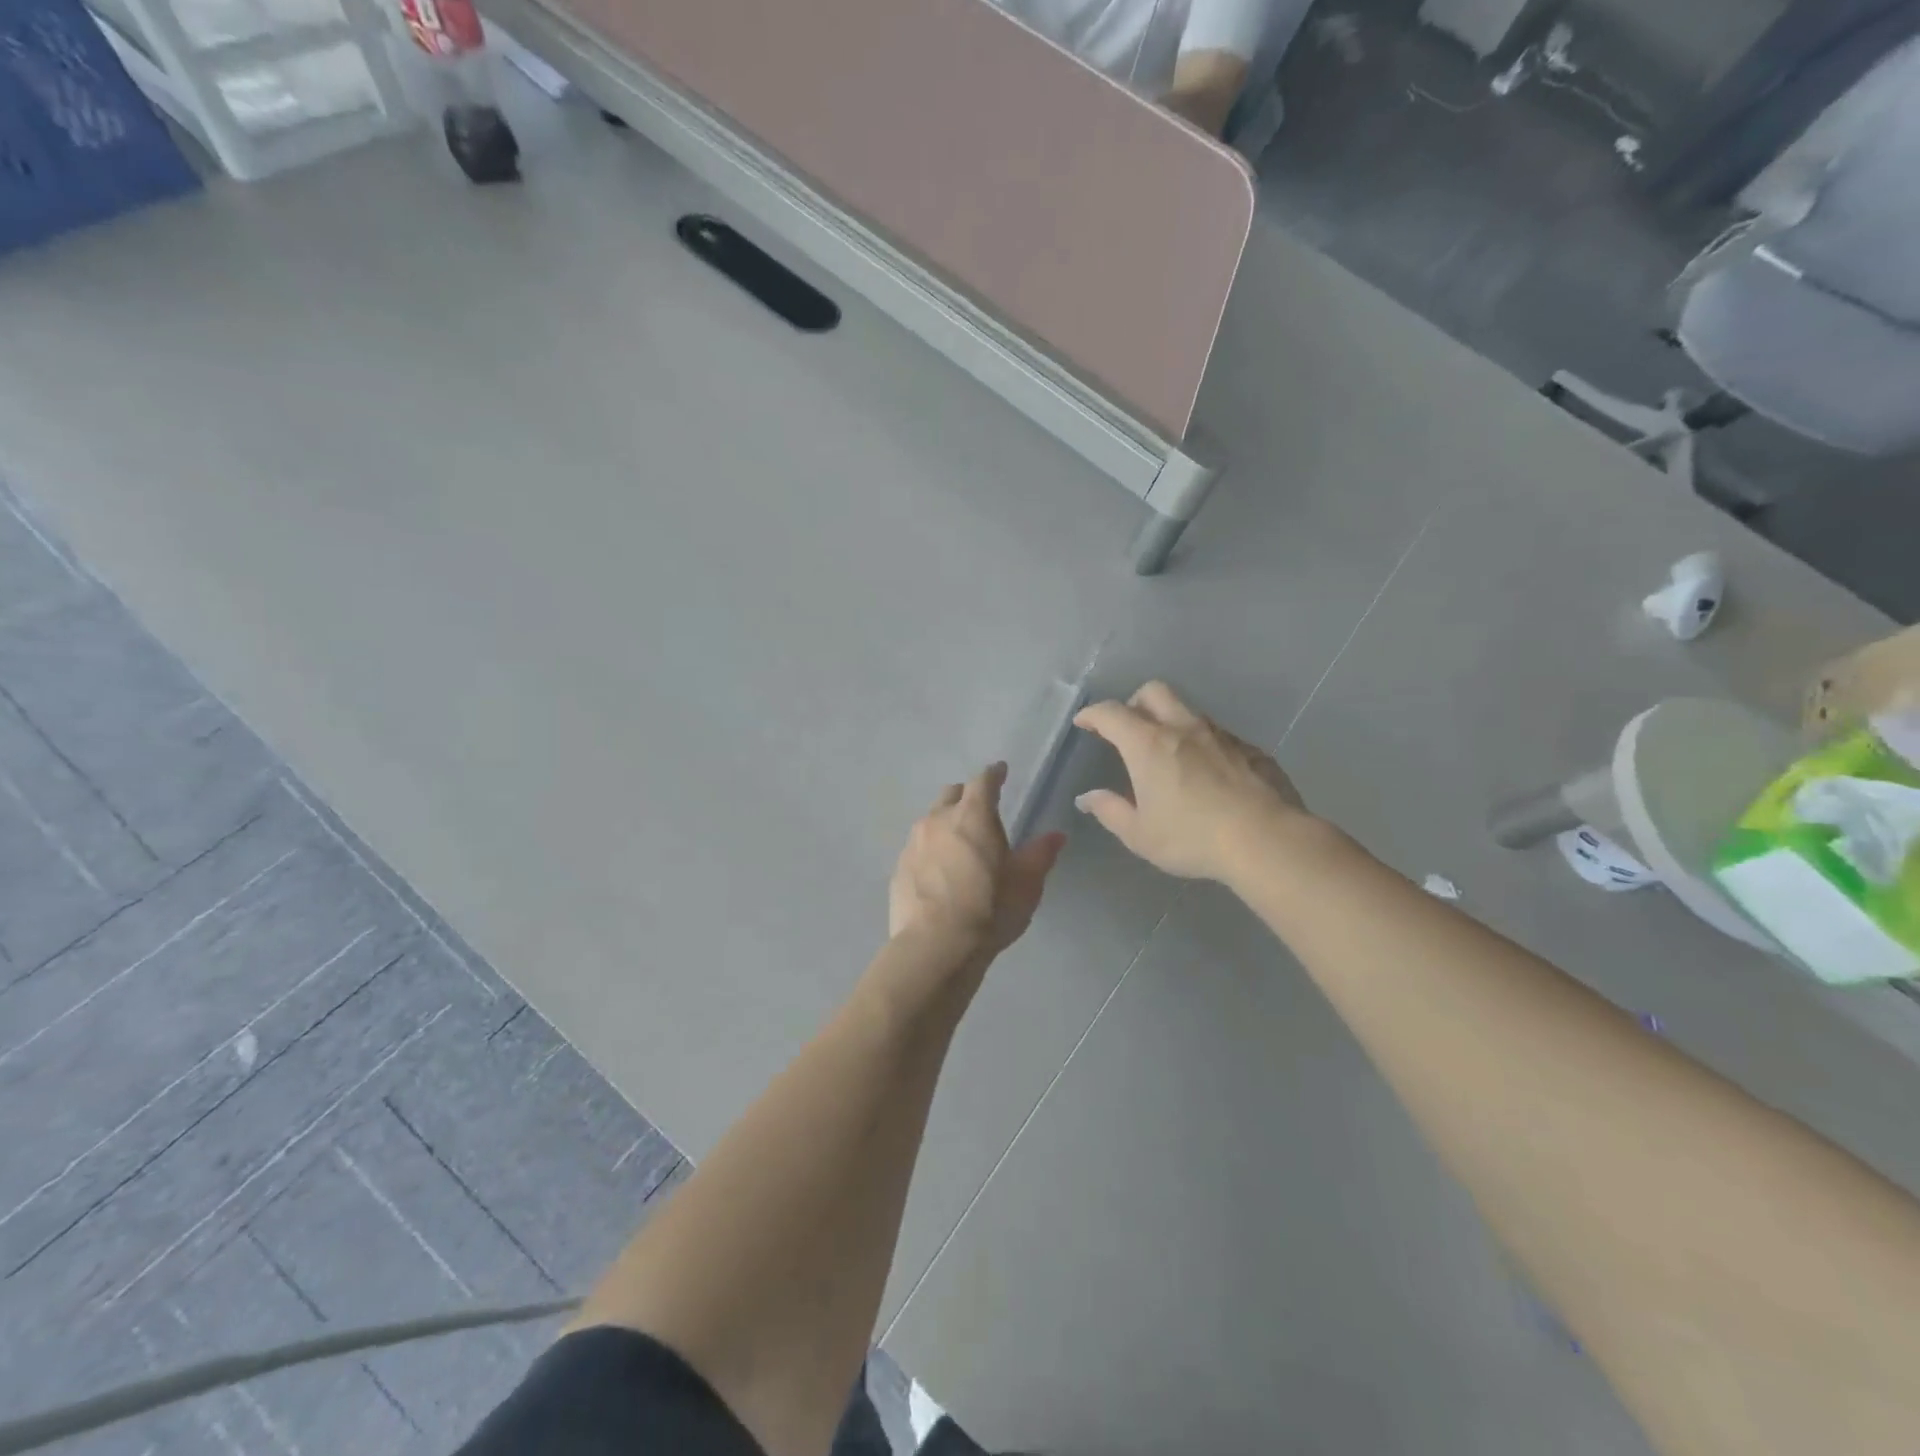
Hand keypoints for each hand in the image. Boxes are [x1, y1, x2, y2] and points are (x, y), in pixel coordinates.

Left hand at [889, 763, 1066, 961]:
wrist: (935, 947)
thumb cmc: (989, 910)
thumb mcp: (1026, 884)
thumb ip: (1040, 854)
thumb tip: (1055, 835)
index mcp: (972, 816)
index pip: (983, 781)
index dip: (994, 774)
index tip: (1000, 771)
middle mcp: (938, 820)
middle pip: (951, 795)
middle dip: (967, 796)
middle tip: (980, 810)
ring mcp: (913, 843)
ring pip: (931, 820)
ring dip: (946, 823)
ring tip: (959, 843)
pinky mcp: (898, 868)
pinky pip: (917, 848)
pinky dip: (930, 850)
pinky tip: (938, 871)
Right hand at [1074, 681, 1306, 882]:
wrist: (1266, 840)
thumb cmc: (1192, 837)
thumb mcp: (1140, 834)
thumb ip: (1110, 811)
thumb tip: (1088, 798)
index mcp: (1148, 745)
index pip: (1111, 713)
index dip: (1093, 714)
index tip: (1084, 722)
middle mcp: (1183, 729)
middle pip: (1154, 692)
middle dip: (1134, 702)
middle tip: (1128, 728)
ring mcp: (1221, 736)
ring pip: (1189, 712)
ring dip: (1172, 722)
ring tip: (1170, 754)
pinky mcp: (1251, 749)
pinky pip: (1219, 736)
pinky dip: (1204, 745)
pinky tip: (1209, 774)